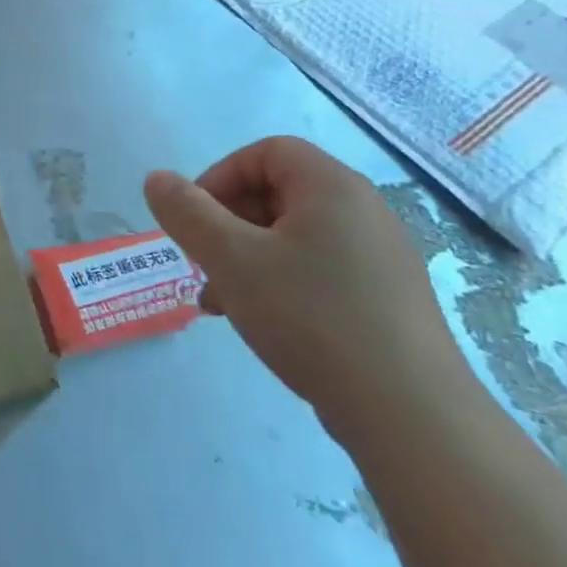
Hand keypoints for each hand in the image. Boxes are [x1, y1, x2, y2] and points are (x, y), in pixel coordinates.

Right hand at [145, 136, 469, 437]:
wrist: (408, 414)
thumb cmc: (310, 317)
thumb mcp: (230, 260)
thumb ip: (187, 213)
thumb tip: (157, 178)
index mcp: (332, 188)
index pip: (266, 152)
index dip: (220, 176)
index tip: (194, 219)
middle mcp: (363, 211)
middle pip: (277, 193)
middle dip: (227, 223)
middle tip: (203, 262)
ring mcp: (379, 257)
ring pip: (293, 237)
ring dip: (246, 258)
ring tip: (220, 301)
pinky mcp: (385, 298)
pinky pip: (318, 269)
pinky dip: (279, 282)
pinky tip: (259, 322)